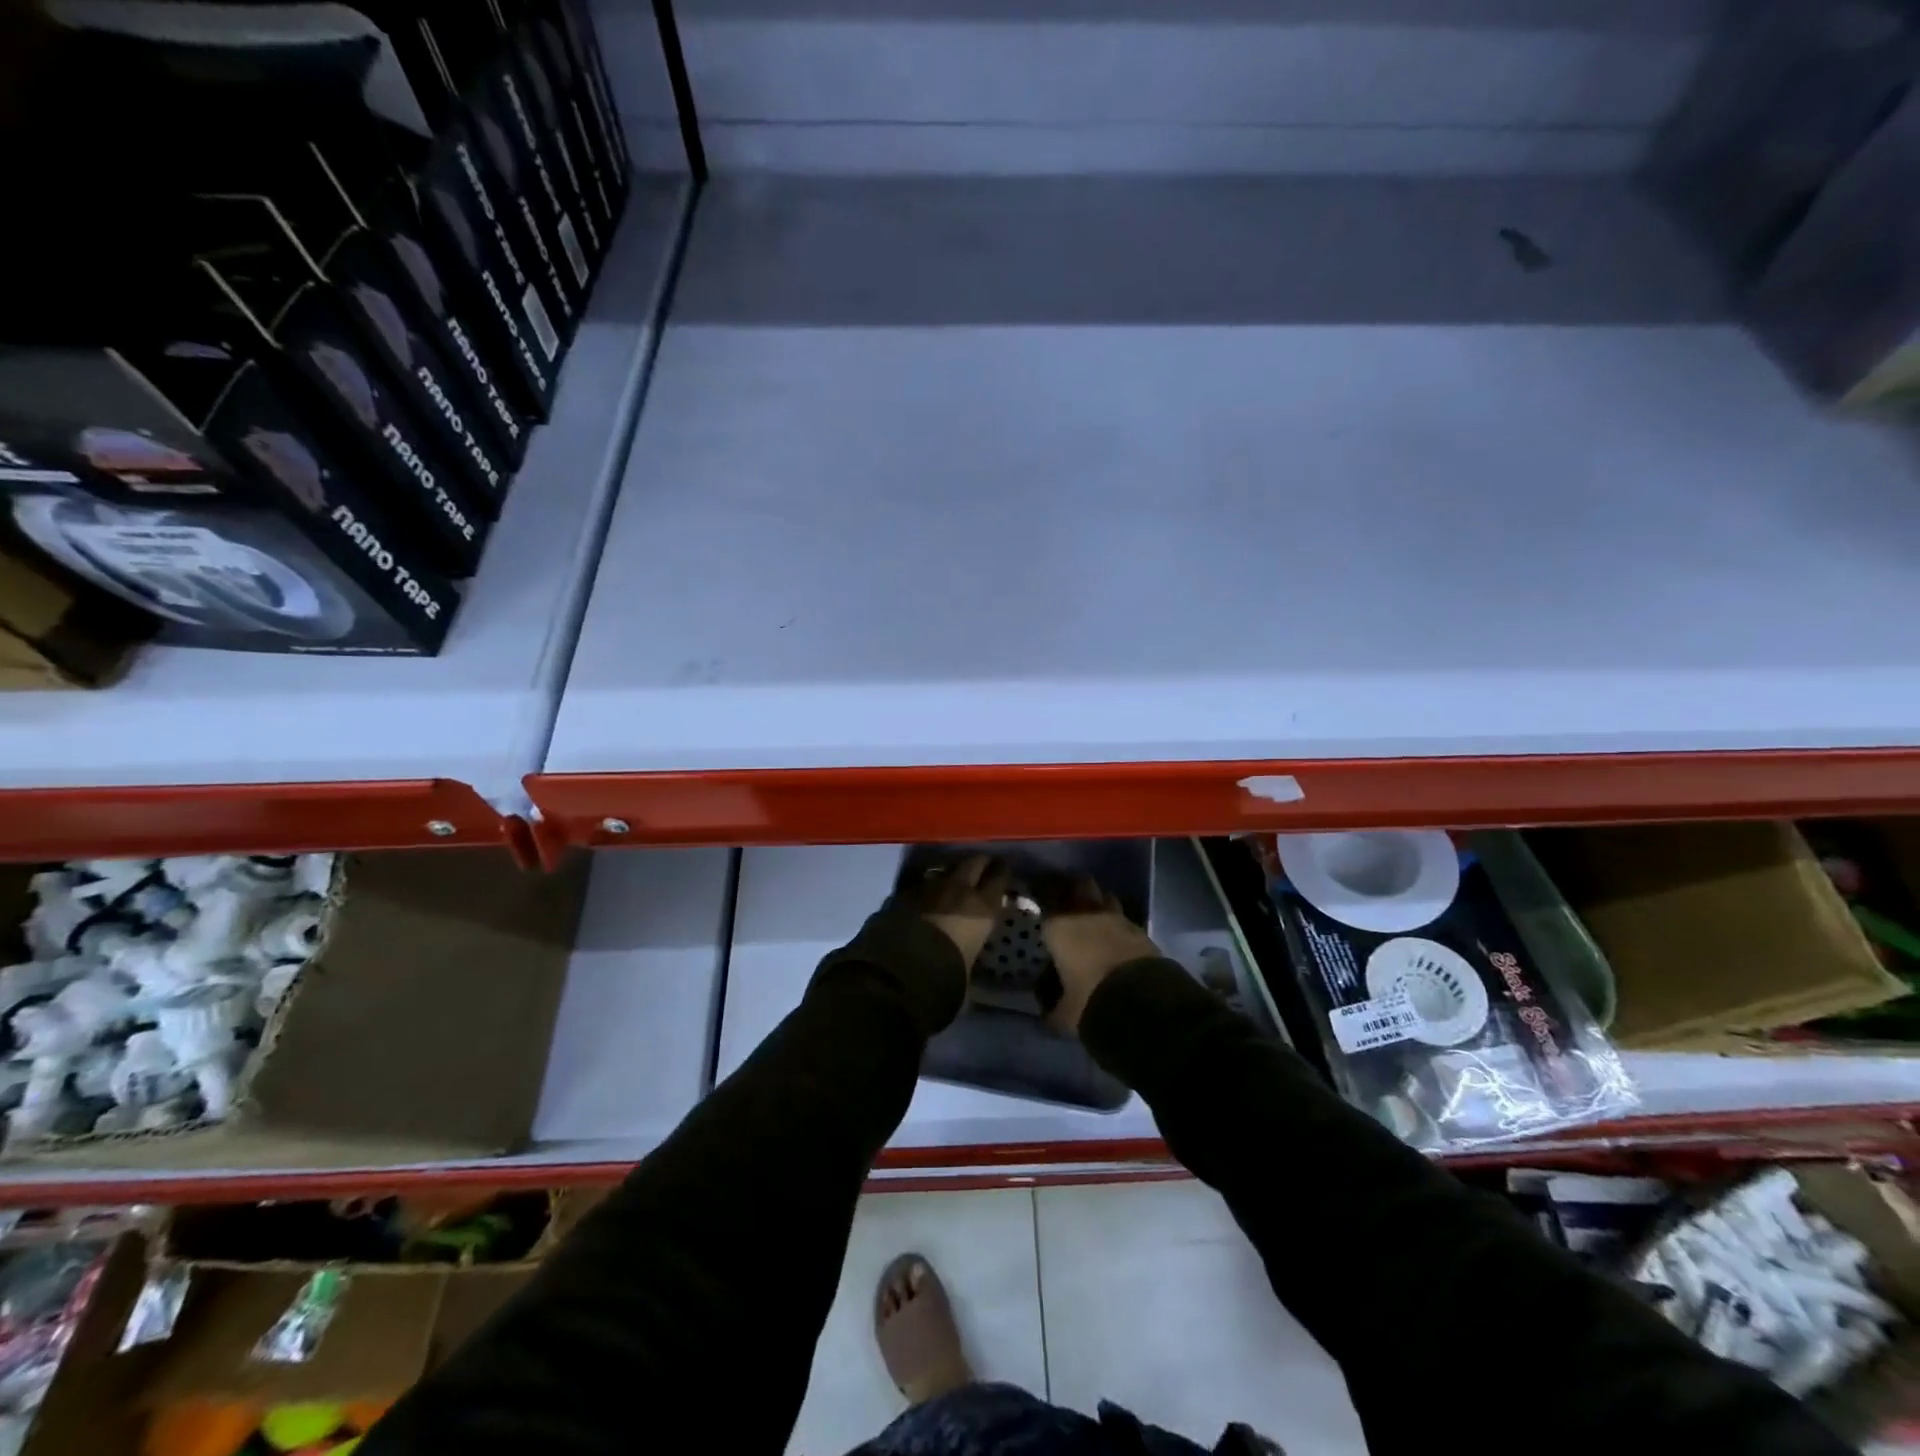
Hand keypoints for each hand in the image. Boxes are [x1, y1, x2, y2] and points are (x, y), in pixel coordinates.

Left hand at [893, 854, 1010, 964]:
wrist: (903, 967)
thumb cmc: (947, 973)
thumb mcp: (969, 965)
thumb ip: (971, 951)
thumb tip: (967, 954)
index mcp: (983, 907)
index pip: (1000, 877)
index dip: (1002, 872)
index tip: (1003, 869)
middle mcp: (960, 889)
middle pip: (974, 862)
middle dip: (979, 862)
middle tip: (982, 866)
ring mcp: (931, 886)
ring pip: (946, 868)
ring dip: (951, 872)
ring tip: (951, 880)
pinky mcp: (905, 891)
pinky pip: (921, 881)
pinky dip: (926, 886)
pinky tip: (924, 895)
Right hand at [1037, 876, 1162, 1034]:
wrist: (1141, 1003)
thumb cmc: (1089, 1001)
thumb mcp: (1063, 1013)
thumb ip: (1052, 1008)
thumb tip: (1045, 1013)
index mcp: (1059, 927)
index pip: (1046, 898)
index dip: (1042, 895)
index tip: (1038, 897)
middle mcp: (1086, 914)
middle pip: (1078, 885)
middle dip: (1072, 888)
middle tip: (1065, 899)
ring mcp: (1116, 918)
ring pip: (1104, 896)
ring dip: (1097, 901)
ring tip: (1092, 914)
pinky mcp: (1140, 930)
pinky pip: (1123, 917)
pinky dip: (1117, 922)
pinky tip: (1114, 935)